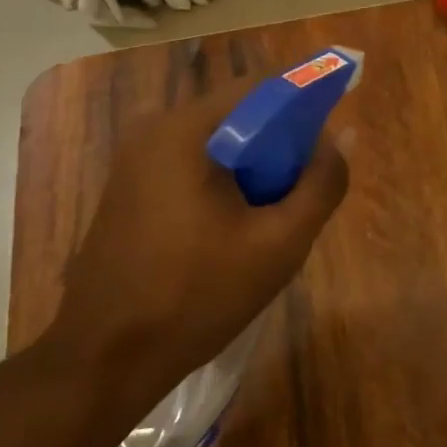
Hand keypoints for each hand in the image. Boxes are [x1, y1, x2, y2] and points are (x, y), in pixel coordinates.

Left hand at [44, 79, 350, 410]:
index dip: (307, 104)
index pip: (262, 87)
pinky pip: (191, 164)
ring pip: (217, 141)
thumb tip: (341, 137)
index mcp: (186, 129)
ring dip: (254, 166)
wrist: (105, 359)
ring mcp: (135, 159)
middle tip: (304, 191)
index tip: (332, 138)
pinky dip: (224, 181)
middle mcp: (154, 129)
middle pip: (238, 113)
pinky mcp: (128, 187)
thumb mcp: (279, 244)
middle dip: (281, 143)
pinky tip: (235, 227)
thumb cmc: (197, 296)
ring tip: (273, 216)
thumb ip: (321, 183)